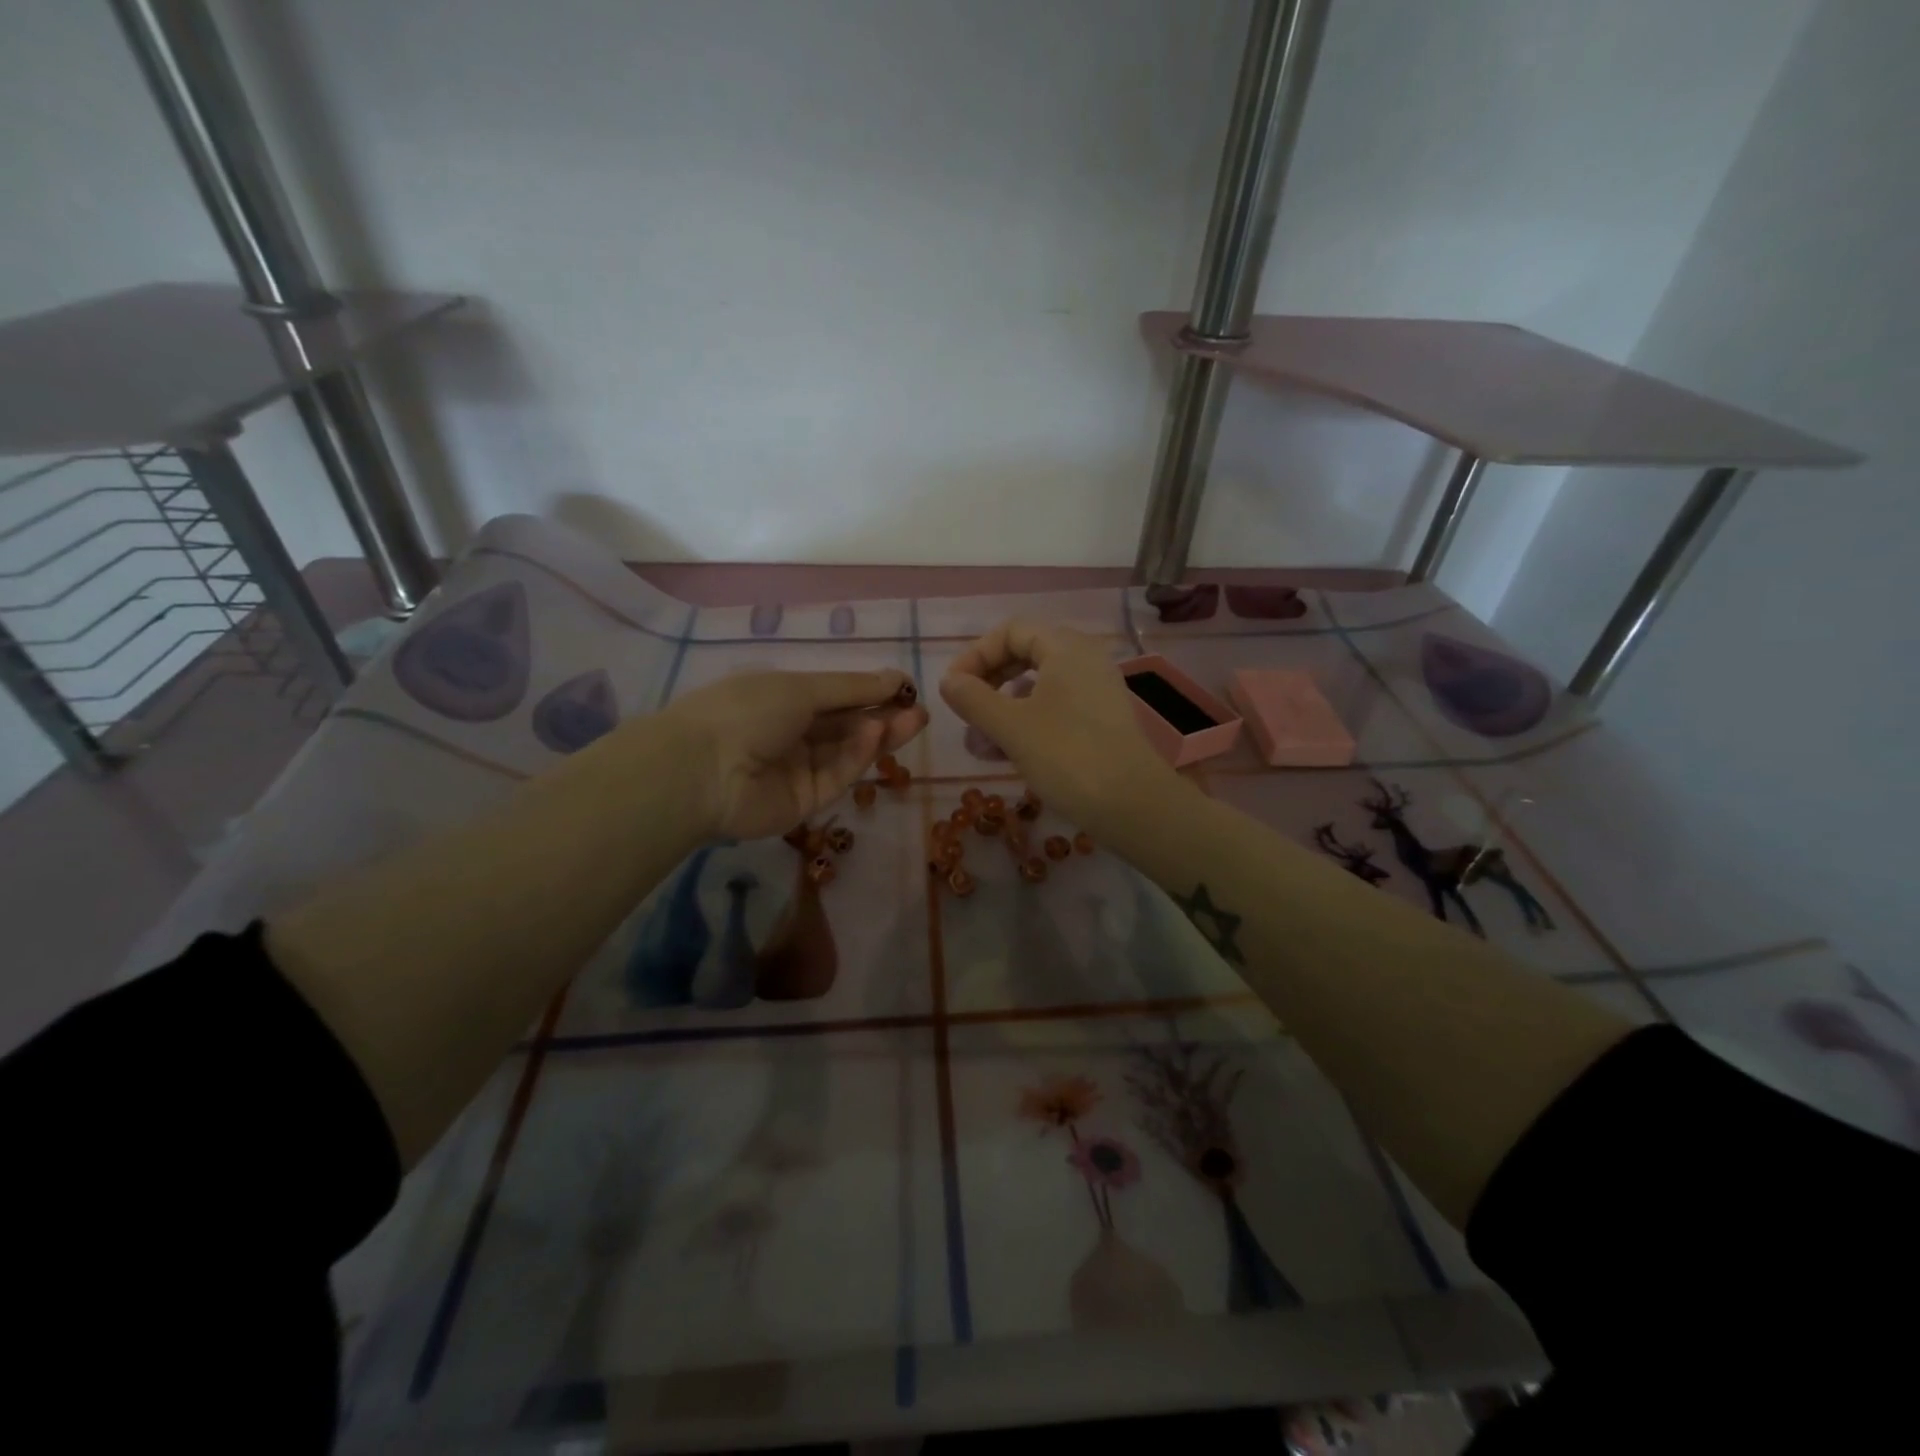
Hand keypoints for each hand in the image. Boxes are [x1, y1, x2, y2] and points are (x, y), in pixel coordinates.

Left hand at [663, 667, 927, 840]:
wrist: (701, 770)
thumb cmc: (747, 711)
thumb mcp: (802, 688)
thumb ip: (852, 688)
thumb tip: (896, 677)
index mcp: (781, 699)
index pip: (834, 695)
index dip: (870, 691)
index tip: (905, 687)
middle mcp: (790, 733)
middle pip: (845, 726)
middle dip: (883, 716)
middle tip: (920, 711)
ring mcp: (797, 769)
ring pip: (846, 752)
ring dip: (878, 735)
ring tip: (912, 721)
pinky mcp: (804, 802)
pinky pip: (835, 775)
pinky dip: (856, 757)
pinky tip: (875, 736)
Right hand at [940, 619, 1181, 837]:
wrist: (1132, 804)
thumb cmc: (1067, 756)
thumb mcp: (1011, 726)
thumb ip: (973, 698)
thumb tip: (948, 681)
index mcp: (1065, 647)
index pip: (1011, 631)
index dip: (975, 655)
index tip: (953, 688)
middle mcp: (1085, 659)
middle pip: (1026, 654)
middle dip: (989, 681)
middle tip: (965, 709)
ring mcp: (1096, 689)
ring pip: (1039, 685)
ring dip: (1004, 706)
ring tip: (980, 740)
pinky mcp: (1101, 719)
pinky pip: (1056, 707)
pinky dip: (1028, 721)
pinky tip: (1006, 752)